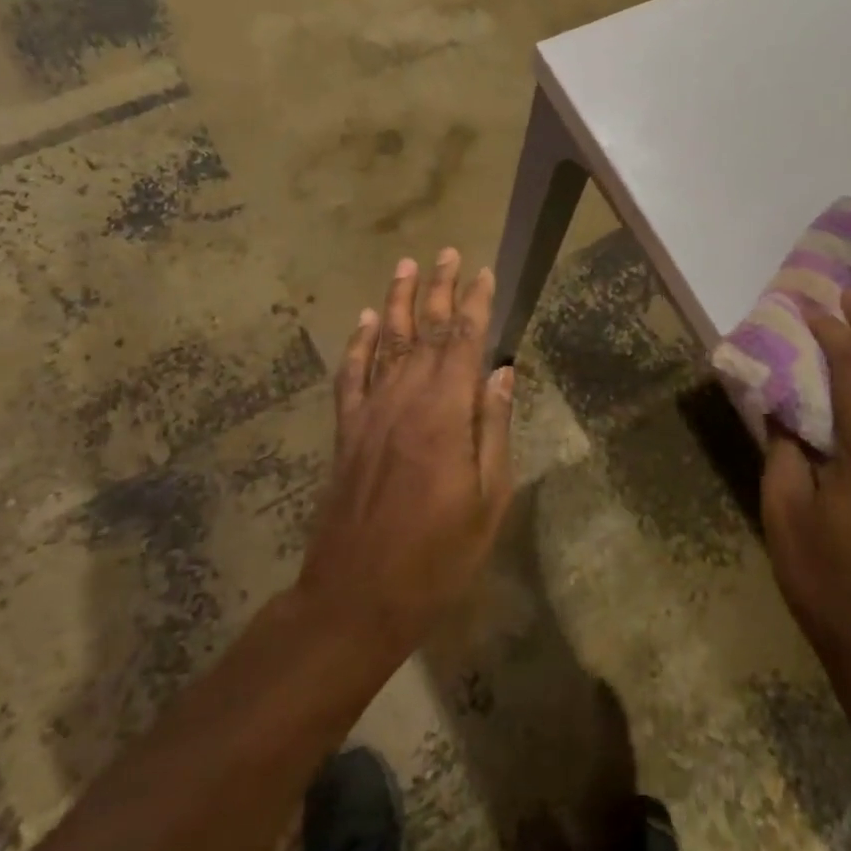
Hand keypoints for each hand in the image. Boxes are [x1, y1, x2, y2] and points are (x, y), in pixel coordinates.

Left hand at [297, 249, 516, 665]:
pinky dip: (357, 343)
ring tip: (406, 266)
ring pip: (385, 342)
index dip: (477, 304)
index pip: (465, 342)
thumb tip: (503, 373)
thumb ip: (494, 429)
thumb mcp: (488, 500)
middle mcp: (405, 400)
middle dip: (439, 289)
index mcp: (446, 414)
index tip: (485, 272)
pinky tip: (363, 320)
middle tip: (447, 253)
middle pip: (425, 331)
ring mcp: (370, 413)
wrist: (357, 597)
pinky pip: (351, 375)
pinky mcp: (347, 432)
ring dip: (398, 302)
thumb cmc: (438, 557)